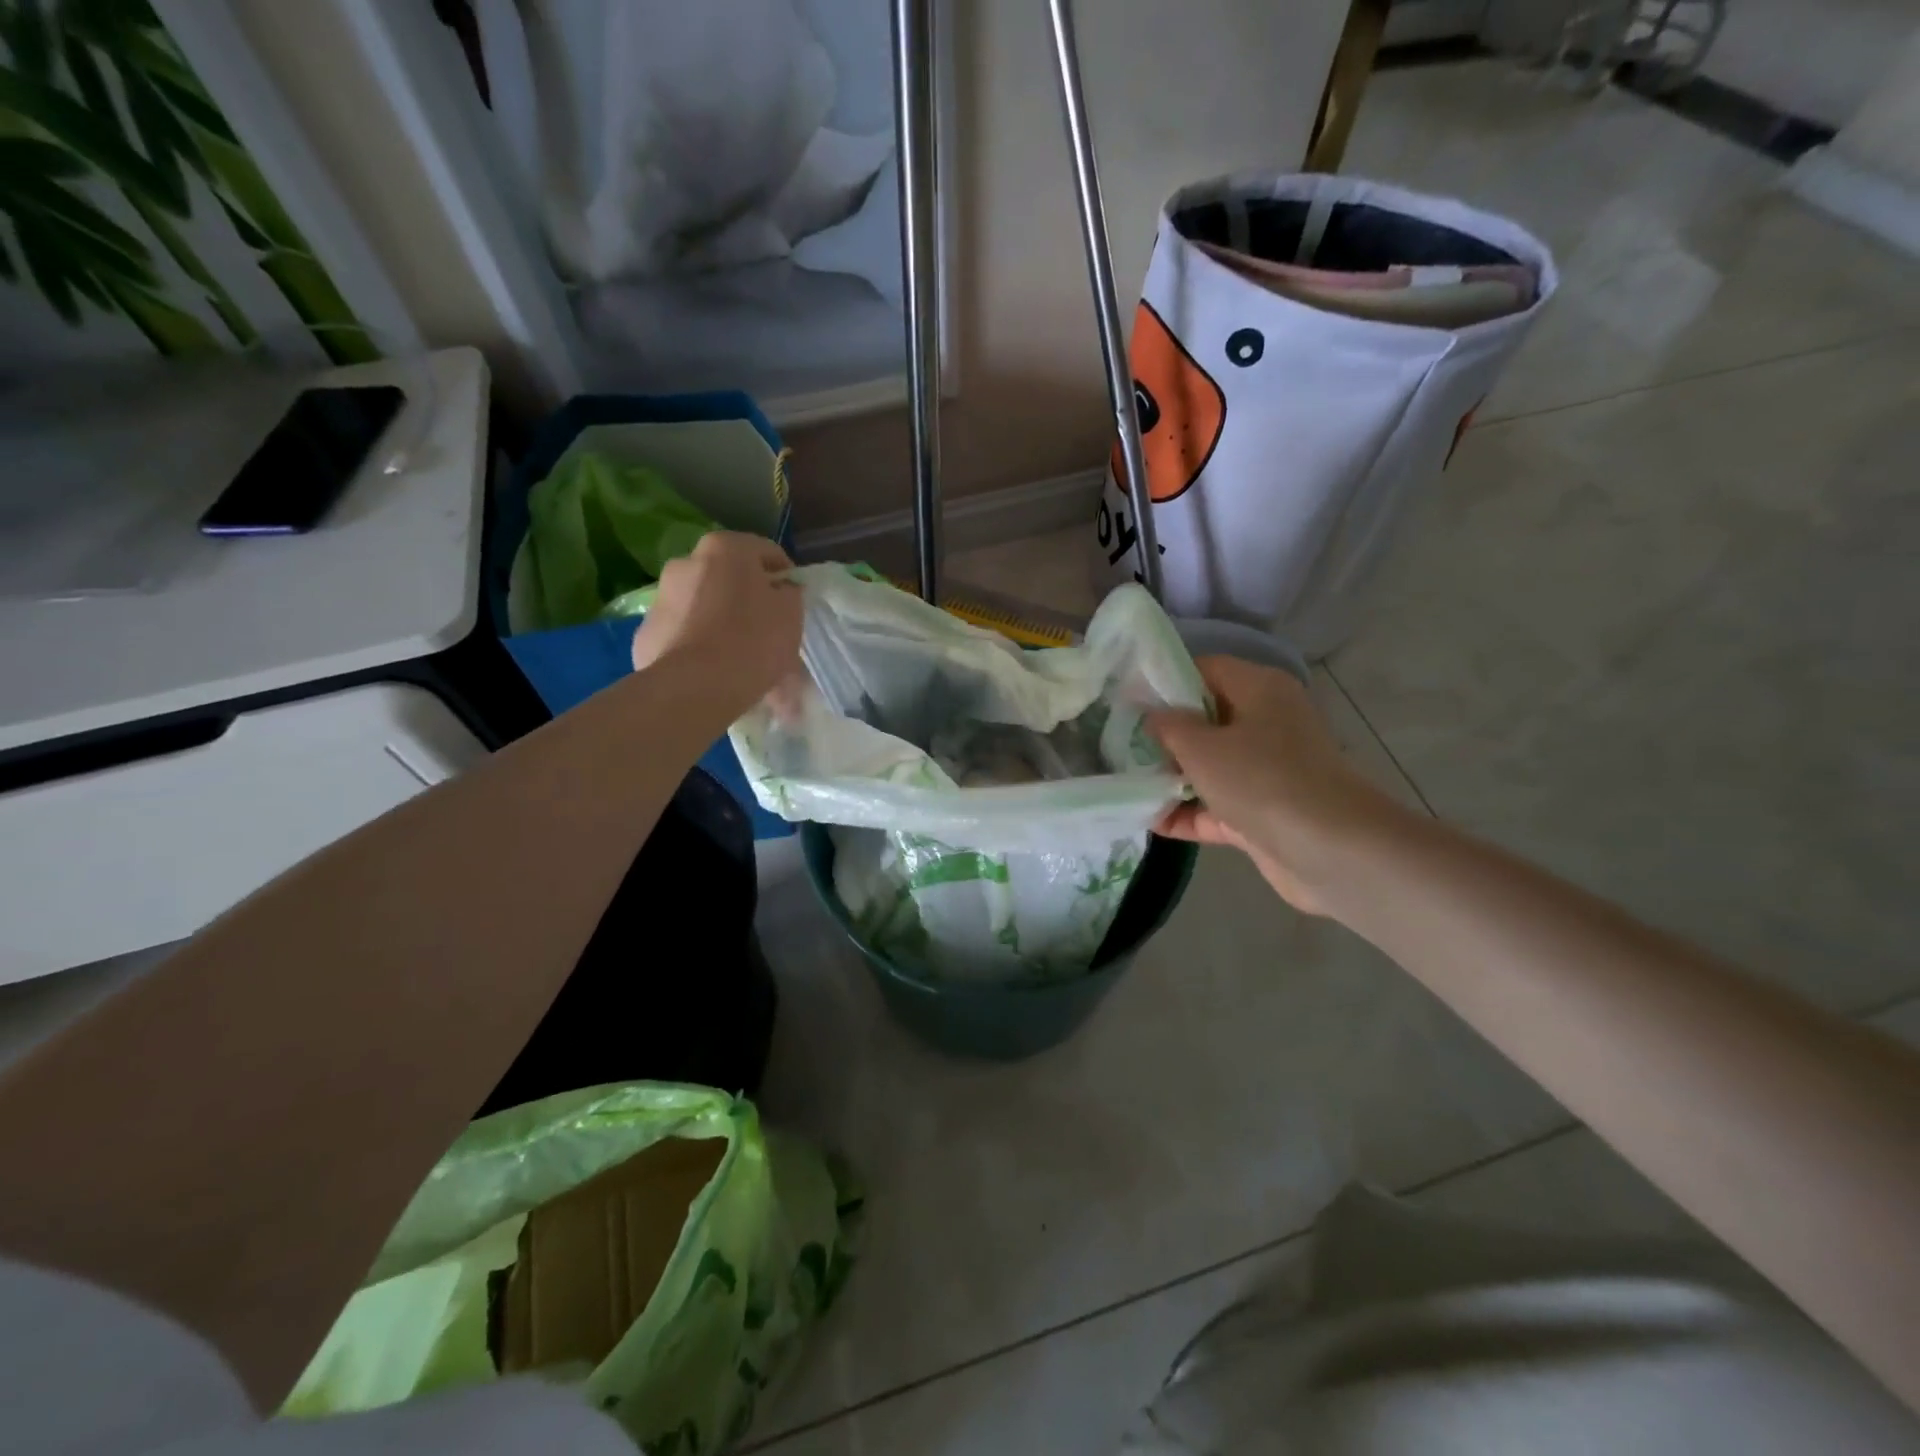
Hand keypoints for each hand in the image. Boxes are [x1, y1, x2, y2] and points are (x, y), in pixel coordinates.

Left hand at [630, 532, 802, 719]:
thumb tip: (780, 591)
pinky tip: (716, 673)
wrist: (694, 687)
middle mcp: (686, 562)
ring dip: (723, 625)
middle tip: (768, 632)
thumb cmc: (752, 641)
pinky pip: (684, 635)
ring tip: (743, 660)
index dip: (786, 577)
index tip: (795, 601)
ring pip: (704, 607)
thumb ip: (789, 594)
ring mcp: (661, 598)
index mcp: (725, 548)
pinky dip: (700, 647)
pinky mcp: (646, 634)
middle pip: (729, 579)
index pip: (766, 552)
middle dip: (749, 601)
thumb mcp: (791, 614)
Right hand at [1146, 656, 1403, 915]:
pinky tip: (1147, 822)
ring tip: (1123, 783)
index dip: (1165, 681)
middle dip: (1163, 735)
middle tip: (1117, 744)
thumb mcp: (1202, 747)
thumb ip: (1168, 726)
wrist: (1331, 851)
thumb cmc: (1262, 780)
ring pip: (1209, 767)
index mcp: (1259, 690)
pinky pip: (1216, 806)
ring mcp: (1266, 771)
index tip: (1127, 699)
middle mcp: (1266, 724)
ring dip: (1171, 778)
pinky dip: (1187, 813)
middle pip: (1205, 720)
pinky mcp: (1263, 813)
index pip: (1205, 670)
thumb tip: (1151, 715)